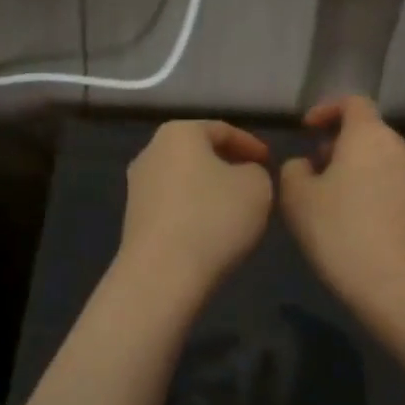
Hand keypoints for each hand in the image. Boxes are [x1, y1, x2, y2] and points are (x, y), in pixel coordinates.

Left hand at [118, 120, 273, 292]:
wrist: (161, 274)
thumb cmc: (213, 218)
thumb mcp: (257, 186)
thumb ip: (256, 171)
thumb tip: (242, 174)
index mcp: (179, 133)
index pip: (222, 130)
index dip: (251, 145)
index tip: (271, 162)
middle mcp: (151, 151)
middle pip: (198, 152)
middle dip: (227, 164)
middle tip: (254, 181)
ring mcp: (137, 186)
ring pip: (184, 179)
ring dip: (209, 189)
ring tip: (235, 208)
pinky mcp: (133, 218)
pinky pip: (173, 204)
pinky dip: (194, 210)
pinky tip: (210, 230)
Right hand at [279, 97, 404, 352]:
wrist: (397, 286)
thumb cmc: (340, 231)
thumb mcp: (297, 196)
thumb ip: (294, 168)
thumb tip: (307, 165)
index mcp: (369, 134)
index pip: (352, 102)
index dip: (327, 109)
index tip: (307, 130)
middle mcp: (398, 147)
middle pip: (367, 130)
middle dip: (337, 142)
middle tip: (312, 167)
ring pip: (379, 157)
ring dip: (353, 166)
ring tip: (328, 195)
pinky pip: (390, 180)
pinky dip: (369, 185)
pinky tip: (351, 216)